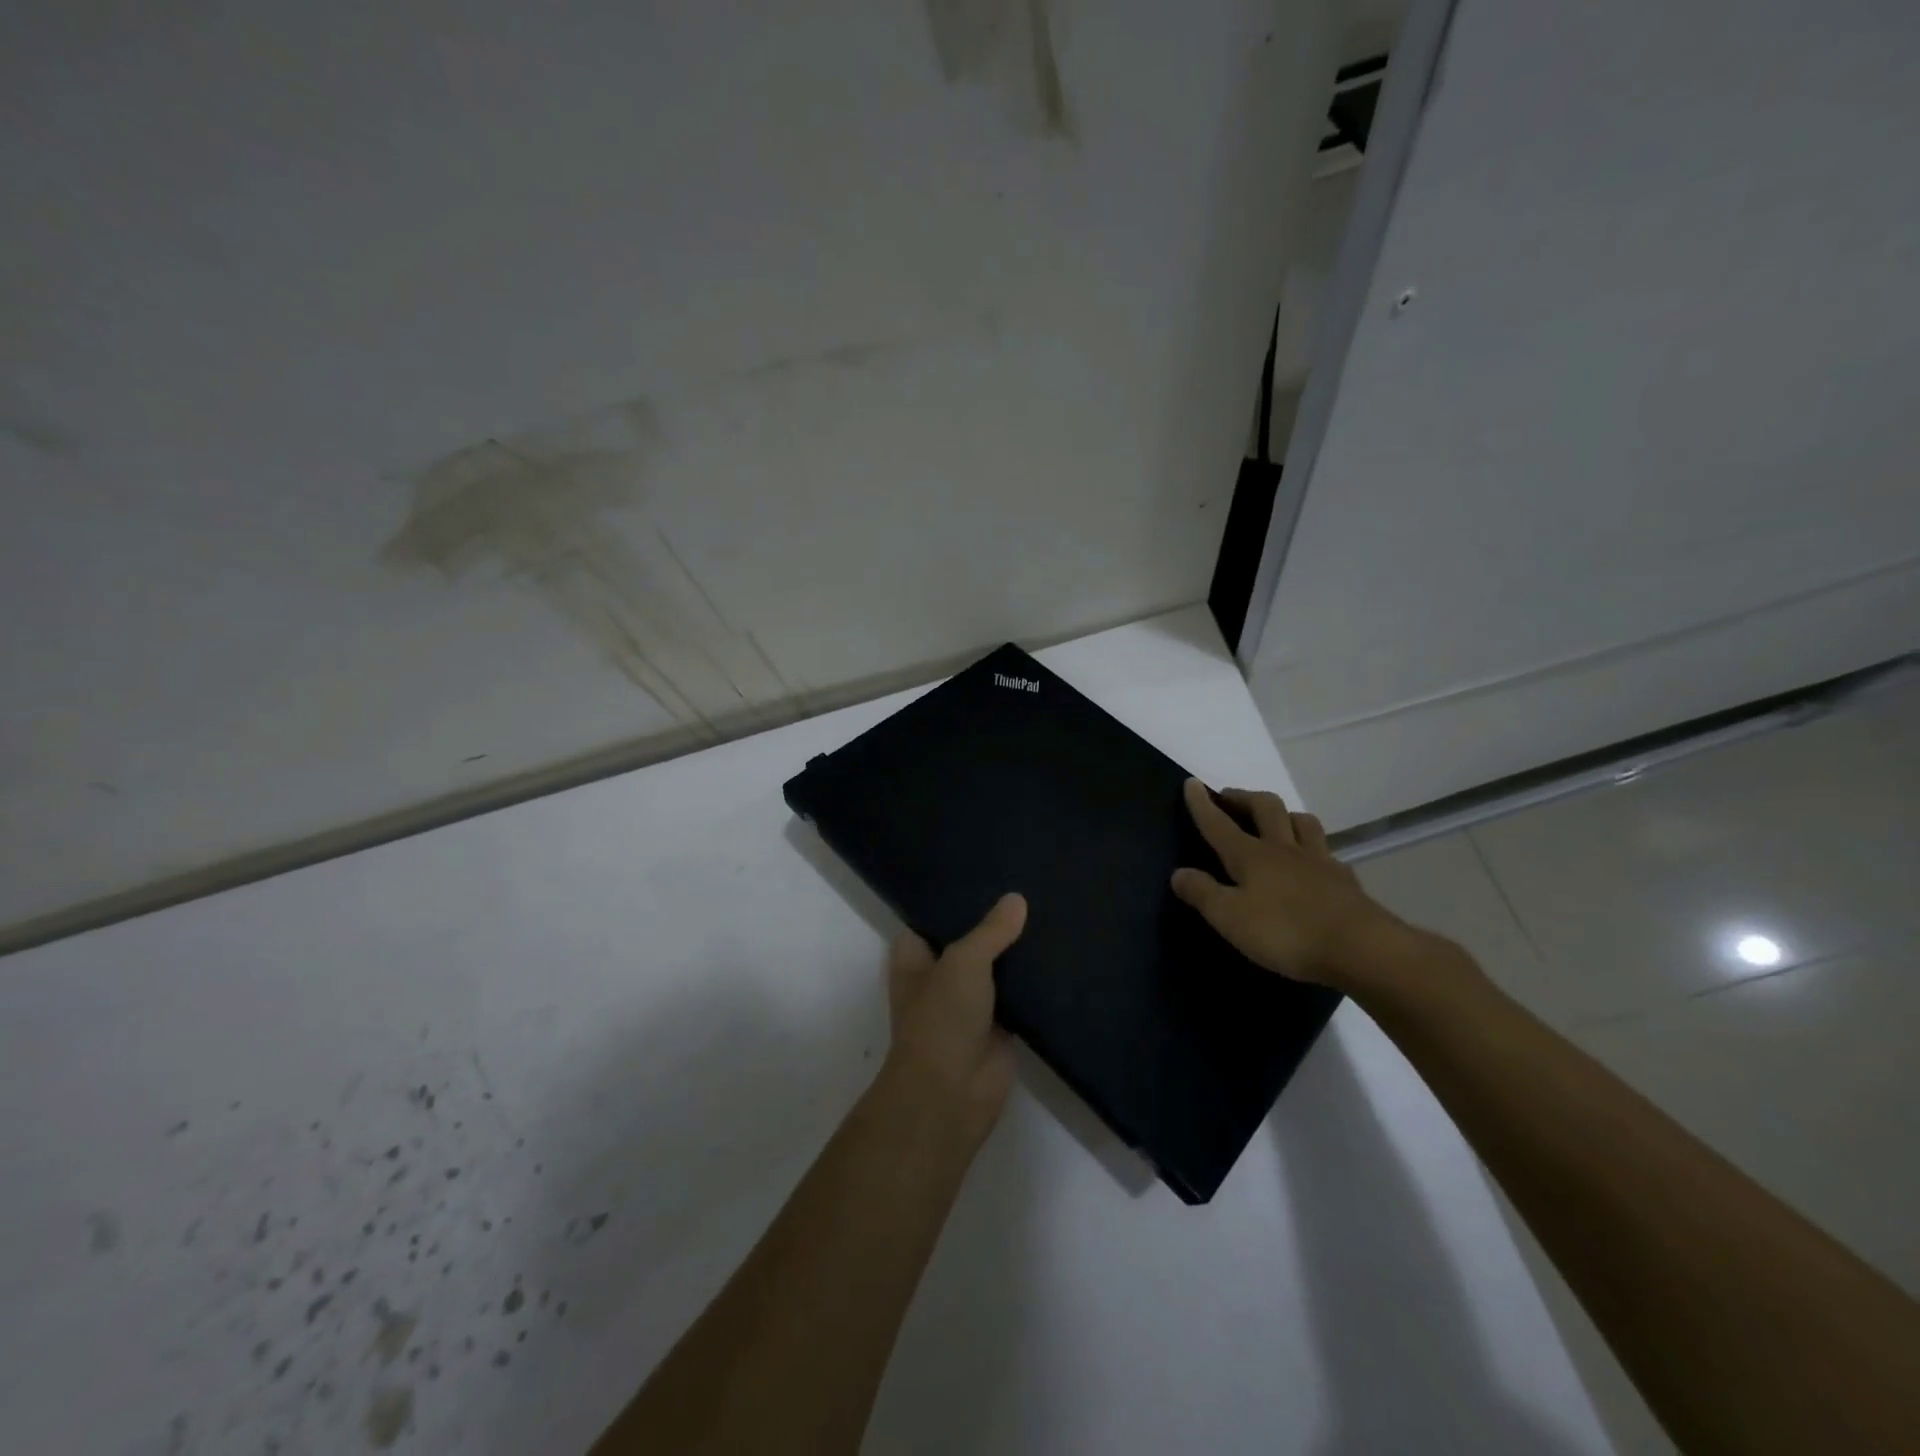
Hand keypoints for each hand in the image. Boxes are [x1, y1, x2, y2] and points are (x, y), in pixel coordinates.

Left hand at [881, 893, 1026, 1144]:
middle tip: (1028, 888)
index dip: (954, 899)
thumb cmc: (941, 1018)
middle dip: (993, 923)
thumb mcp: (963, 962)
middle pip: (969, 941)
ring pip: (996, 967)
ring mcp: (970, 1002)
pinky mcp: (1000, 1026)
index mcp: (915, 959)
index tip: (985, 873)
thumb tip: (1017, 900)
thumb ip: (990, 931)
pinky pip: (1020, 995)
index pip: (932, 918)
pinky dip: (1035, 982)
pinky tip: (1060, 954)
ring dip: (1017, 951)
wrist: (952, 1093)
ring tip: (1049, 911)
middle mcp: (940, 977)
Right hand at [1171, 779, 1407, 991]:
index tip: (1191, 783)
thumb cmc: (1286, 932)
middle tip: (1231, 798)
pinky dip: (1314, 848)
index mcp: (1251, 856)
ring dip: (1284, 814)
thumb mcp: (1230, 918)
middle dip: (1245, 798)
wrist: (1361, 948)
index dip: (1203, 804)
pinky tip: (1313, 860)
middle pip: (1266, 808)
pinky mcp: (1344, 880)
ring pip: (1302, 822)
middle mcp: (1284, 849)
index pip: (1219, 824)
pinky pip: (1326, 852)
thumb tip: (1179, 873)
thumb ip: (1203, 893)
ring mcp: (1319, 861)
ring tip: (1275, 819)